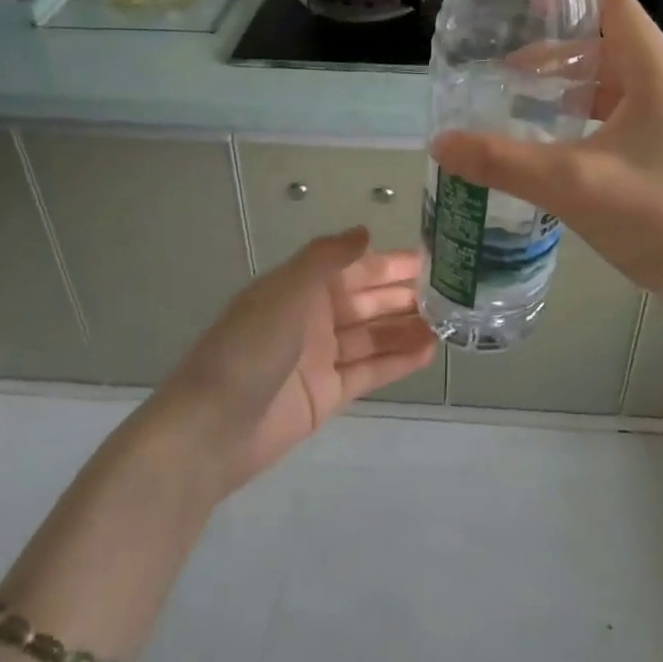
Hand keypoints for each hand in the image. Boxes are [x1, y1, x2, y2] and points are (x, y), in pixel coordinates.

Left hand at [155, 228, 436, 491]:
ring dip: (406, 328)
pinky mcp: (327, 395)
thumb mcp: (284, 293)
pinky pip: (368, 372)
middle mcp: (311, 318)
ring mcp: (320, 358)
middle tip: (452, 292)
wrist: (211, 430)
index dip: (388, 262)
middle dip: (404, 295)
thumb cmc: (248, 350)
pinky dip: (396, 362)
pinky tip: (428, 352)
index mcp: (298, 288)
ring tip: (448, 323)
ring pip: (372, 336)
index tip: (429, 259)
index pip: (352, 268)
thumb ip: (325, 259)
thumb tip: (364, 231)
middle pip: (366, 301)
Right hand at [432, 0, 662, 319]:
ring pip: (615, 87)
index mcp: (657, 74)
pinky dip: (586, 120)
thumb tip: (439, 142)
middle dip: (557, 52)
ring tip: (520, 103)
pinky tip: (555, 148)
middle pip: (610, 47)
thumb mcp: (572, 184)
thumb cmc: (660, 218)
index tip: (520, 6)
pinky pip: (622, 119)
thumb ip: (502, 161)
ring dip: (571, 89)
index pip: (615, 7)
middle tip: (504, 69)